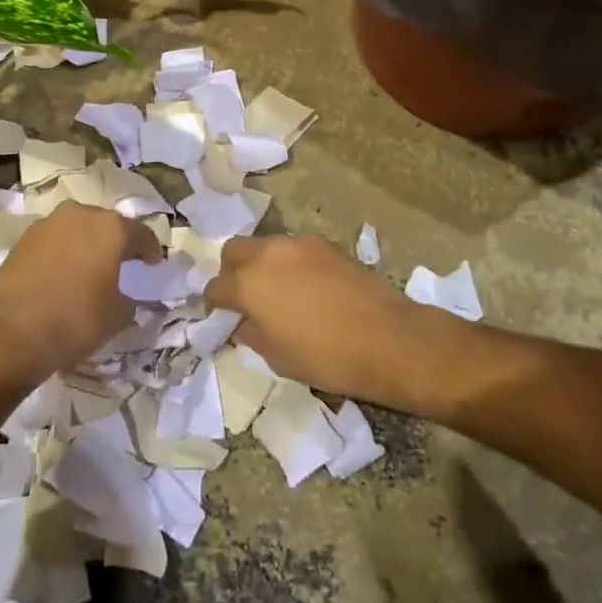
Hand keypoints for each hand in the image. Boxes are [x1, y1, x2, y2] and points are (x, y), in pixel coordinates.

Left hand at [0, 202, 159, 381]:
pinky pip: (53, 242)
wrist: (10, 332)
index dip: (150, 250)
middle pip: (106, 225)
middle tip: (121, 263)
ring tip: (88, 269)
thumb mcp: (115, 317)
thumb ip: (128, 302)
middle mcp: (80, 214)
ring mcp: (47, 224)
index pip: (141, 234)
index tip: (153, 264)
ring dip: (85, 245)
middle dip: (115, 242)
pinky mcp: (22, 239)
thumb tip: (126, 299)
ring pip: (76, 229)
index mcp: (111, 228)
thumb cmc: (75, 319)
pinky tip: (61, 275)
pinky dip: (62, 254)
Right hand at [205, 234, 458, 409]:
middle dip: (231, 271)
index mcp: (248, 284)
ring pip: (265, 246)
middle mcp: (267, 254)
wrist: (387, 339)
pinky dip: (290, 263)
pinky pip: (294, 249)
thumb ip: (252, 334)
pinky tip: (308, 287)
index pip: (215, 288)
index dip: (214, 304)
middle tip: (245, 297)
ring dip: (262, 264)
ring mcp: (297, 244)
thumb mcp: (278, 358)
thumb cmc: (327, 358)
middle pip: (234, 251)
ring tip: (279, 292)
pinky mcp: (324, 243)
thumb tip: (243, 323)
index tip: (221, 316)